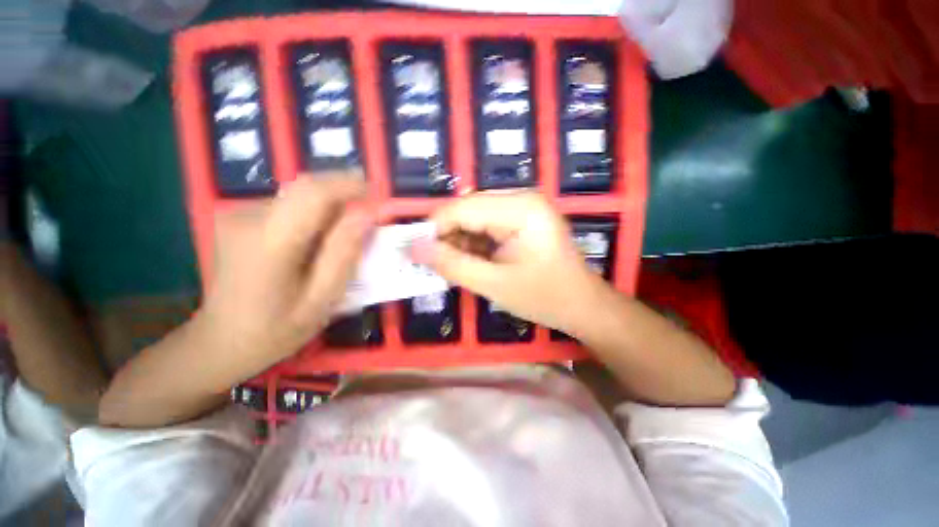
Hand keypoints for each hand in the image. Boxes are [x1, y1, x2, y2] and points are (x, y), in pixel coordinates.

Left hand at [201, 173, 373, 362]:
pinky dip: (313, 214)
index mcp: (269, 241)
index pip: (314, 193)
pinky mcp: (240, 218)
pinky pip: (288, 205)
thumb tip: (366, 214)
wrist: (221, 342)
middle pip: (306, 188)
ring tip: (347, 233)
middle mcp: (248, 217)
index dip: (350, 186)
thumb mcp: (321, 299)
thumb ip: (344, 254)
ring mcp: (238, 214)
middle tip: (368, 216)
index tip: (378, 193)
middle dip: (344, 194)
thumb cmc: (276, 329)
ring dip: (330, 206)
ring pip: (299, 196)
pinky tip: (319, 240)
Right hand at [414, 191, 604, 331]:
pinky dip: (473, 244)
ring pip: (474, 218)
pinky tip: (472, 263)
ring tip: (456, 268)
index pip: (462, 208)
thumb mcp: (495, 284)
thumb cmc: (545, 298)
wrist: (583, 306)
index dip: (434, 229)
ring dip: (459, 242)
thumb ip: (453, 265)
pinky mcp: (521, 221)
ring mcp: (522, 208)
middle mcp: (521, 199)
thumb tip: (414, 249)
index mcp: (520, 208)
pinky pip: (486, 226)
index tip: (417, 253)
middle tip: (435, 265)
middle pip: (467, 210)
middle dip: (447, 237)